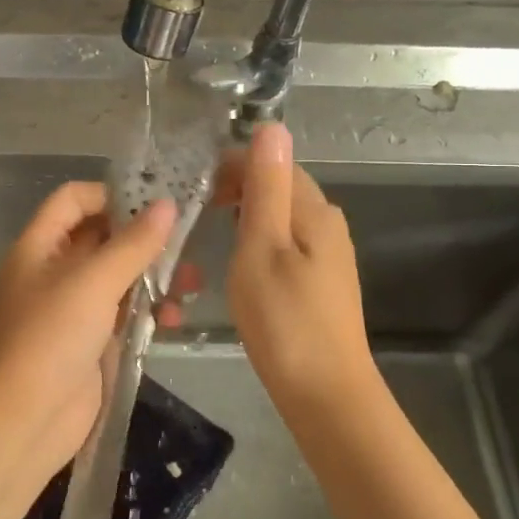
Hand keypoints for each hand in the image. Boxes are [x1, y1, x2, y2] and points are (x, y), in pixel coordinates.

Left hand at [0, 183, 176, 486]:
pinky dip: (147, 312)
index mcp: (38, 247)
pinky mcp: (88, 343)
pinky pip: (121, 314)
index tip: (156, 203)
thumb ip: (132, 244)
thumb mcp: (92, 284)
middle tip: (187, 245)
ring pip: (116, 278)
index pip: (73, 200)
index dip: (111, 194)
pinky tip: (173, 321)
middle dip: (143, 239)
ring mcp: (70, 309)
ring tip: (191, 285)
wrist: (20, 424)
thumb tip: (167, 205)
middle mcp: (52, 272)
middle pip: (100, 238)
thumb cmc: (48, 340)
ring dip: (152, 277)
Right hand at [217, 122, 381, 416]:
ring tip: (207, 228)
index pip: (272, 163)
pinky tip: (238, 258)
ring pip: (282, 215)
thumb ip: (266, 188)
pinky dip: (258, 237)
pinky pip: (286, 241)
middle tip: (191, 207)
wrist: (325, 393)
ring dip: (245, 212)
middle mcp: (328, 223)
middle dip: (237, 186)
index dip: (231, 164)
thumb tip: (272, 126)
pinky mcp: (321, 280)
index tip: (190, 184)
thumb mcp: (263, 248)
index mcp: (314, 210)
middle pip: (280, 186)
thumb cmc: (285, 321)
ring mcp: (328, 254)